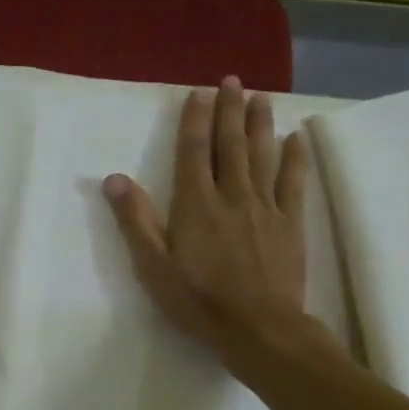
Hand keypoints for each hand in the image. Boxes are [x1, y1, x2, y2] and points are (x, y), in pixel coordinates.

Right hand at [103, 78, 310, 356]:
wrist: (259, 328)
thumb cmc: (198, 301)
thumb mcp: (154, 267)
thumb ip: (135, 221)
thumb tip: (113, 179)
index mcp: (196, 204)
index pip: (194, 152)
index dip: (195, 121)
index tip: (199, 93)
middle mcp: (232, 195)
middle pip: (231, 144)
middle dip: (230, 110)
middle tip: (233, 80)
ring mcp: (265, 208)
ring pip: (263, 155)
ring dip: (260, 124)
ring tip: (261, 97)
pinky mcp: (290, 224)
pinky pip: (294, 183)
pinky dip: (295, 158)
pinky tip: (295, 138)